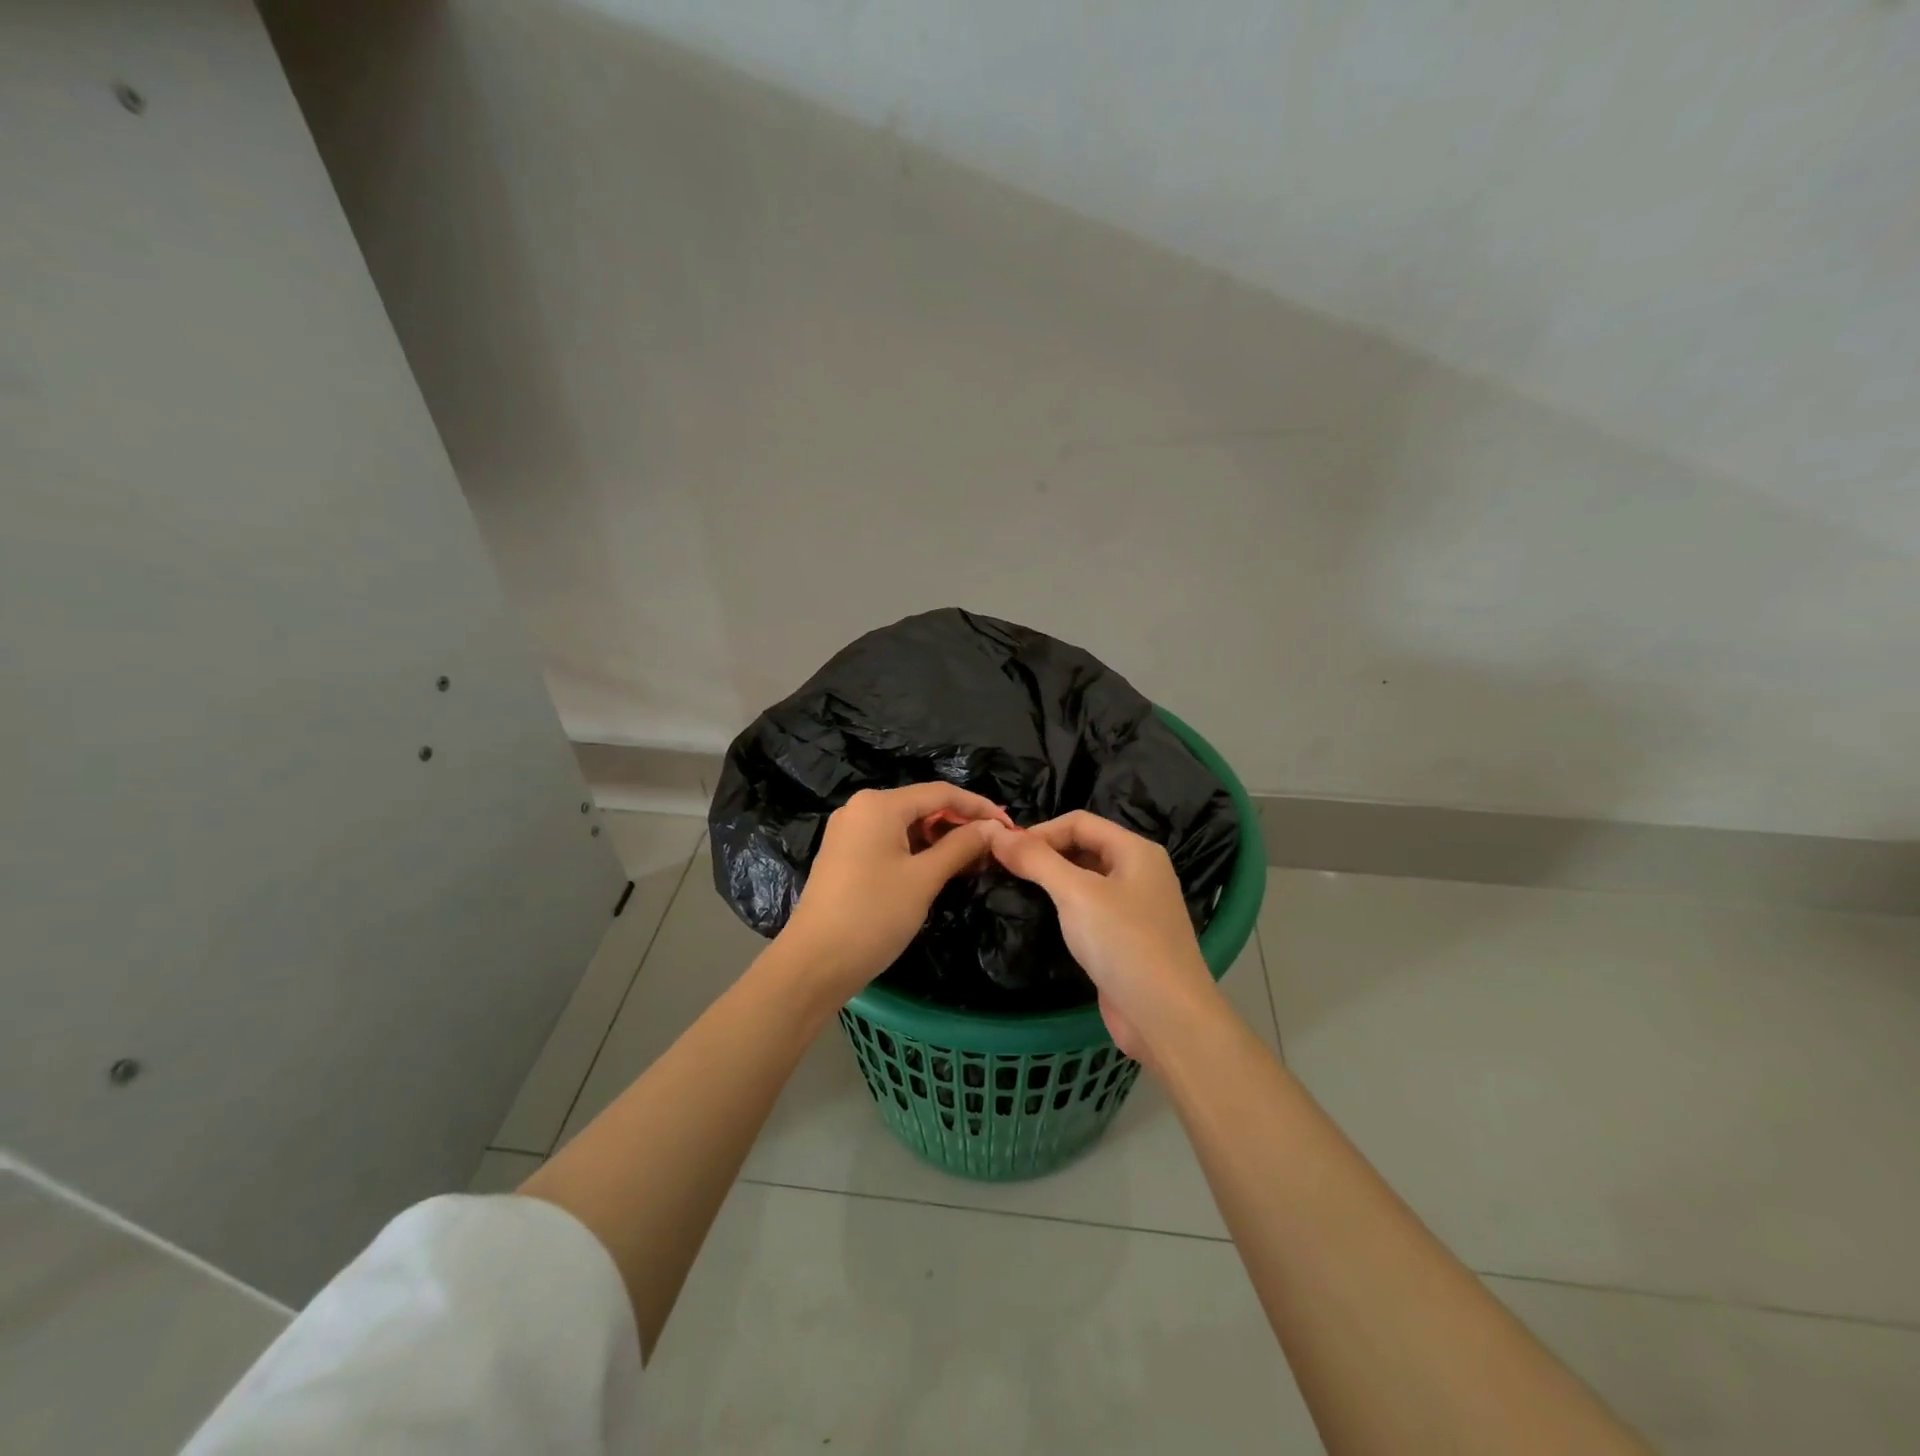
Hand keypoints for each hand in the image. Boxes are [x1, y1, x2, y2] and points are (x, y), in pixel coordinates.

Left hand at [777, 783, 1011, 1003]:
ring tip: (973, 862)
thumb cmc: (872, 915)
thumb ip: (961, 846)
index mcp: (879, 804)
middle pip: (923, 806)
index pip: (941, 793)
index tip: (1010, 827)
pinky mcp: (845, 855)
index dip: (979, 807)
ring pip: (907, 825)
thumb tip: (994, 828)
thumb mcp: (924, 879)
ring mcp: (849, 831)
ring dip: (941, 840)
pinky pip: (890, 841)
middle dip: (960, 825)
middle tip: (994, 849)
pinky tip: (940, 869)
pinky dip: (918, 851)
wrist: (814, 963)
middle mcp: (861, 808)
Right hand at [985, 811, 1220, 1064]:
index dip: (1039, 831)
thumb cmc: (1124, 944)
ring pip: (1085, 880)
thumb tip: (995, 832)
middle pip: (1083, 847)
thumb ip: (1036, 860)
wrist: (1167, 1018)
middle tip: (1003, 870)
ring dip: (1051, 881)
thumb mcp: (1076, 894)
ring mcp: (1135, 908)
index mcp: (1136, 850)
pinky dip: (1064, 908)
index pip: (1079, 822)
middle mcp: (1139, 872)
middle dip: (1044, 854)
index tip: (1002, 851)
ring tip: (1014, 890)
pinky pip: (1089, 910)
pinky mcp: (1126, 939)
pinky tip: (1040, 919)